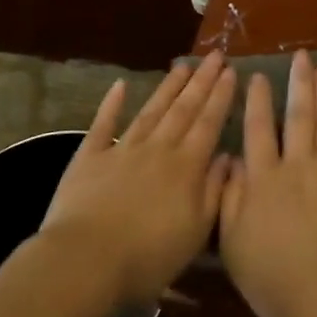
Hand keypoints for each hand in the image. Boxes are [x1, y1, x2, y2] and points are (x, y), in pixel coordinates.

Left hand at [38, 52, 236, 304]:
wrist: (85, 261)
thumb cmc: (148, 256)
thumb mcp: (196, 232)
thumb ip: (214, 191)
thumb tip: (228, 156)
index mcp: (186, 167)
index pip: (209, 124)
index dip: (221, 97)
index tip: (232, 72)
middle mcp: (157, 149)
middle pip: (183, 109)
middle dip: (201, 81)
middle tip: (214, 55)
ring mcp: (122, 150)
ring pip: (151, 111)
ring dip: (168, 87)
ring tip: (182, 65)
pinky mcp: (89, 158)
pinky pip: (103, 125)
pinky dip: (111, 104)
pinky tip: (120, 86)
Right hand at [219, 50, 316, 316]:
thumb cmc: (275, 278)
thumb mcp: (234, 244)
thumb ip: (230, 199)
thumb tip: (231, 161)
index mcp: (265, 179)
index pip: (258, 129)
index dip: (258, 101)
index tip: (258, 75)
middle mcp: (298, 163)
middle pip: (298, 115)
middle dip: (298, 82)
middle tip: (300, 55)